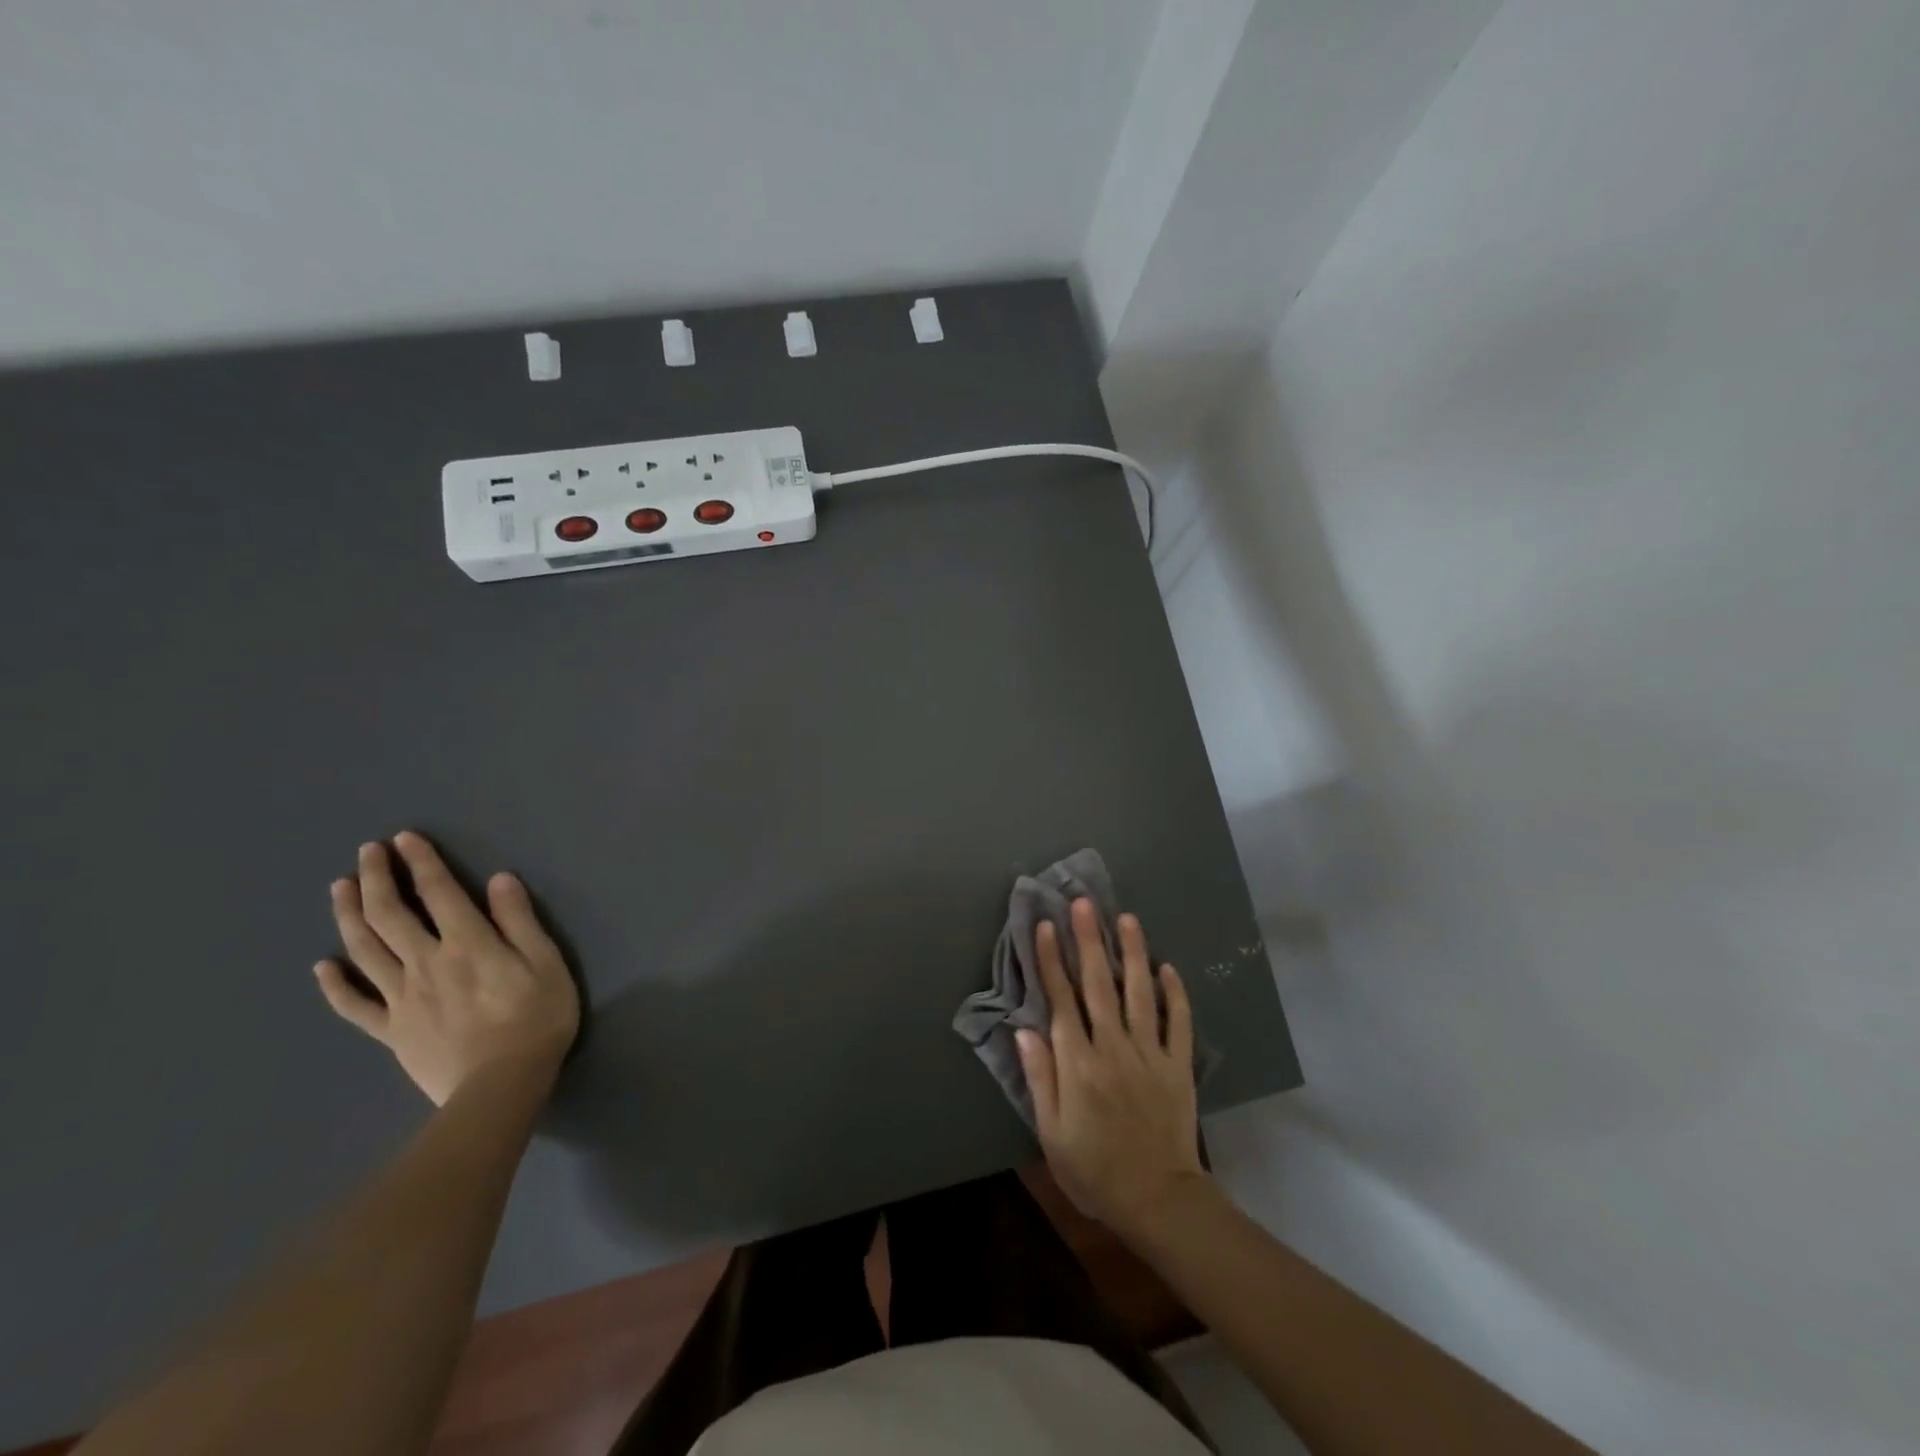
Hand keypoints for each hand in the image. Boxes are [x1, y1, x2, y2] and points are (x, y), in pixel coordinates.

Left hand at [315, 832, 579, 1105]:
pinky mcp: (391, 1031)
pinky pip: (354, 1005)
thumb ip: (520, 920)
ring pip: (365, 950)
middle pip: (391, 915)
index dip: (421, 863)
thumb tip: (499, 879)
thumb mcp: (546, 962)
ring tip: (340, 888)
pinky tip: (322, 965)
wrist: (502, 1085)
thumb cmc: (537, 1018)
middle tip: (366, 852)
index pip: (439, 893)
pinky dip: (334, 984)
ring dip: (349, 915)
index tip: (404, 838)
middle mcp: (426, 963)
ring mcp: (402, 998)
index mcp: (468, 943)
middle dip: (376, 879)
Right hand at [1015, 898, 1207, 1239]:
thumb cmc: (1094, 1170)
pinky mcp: (1178, 1065)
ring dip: (1132, 953)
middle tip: (1083, 903)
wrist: (1158, 1200)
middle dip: (1088, 940)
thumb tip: (1024, 1031)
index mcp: (1078, 1063)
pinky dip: (1175, 993)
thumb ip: (1040, 1078)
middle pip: (1098, 984)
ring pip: (1139, 992)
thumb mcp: (1052, 1133)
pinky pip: (1179, 1022)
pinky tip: (1168, 966)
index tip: (1044, 926)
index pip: (1060, 999)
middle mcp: (1113, 1048)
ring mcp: (1150, 1053)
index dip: (1050, 960)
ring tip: (1126, 918)